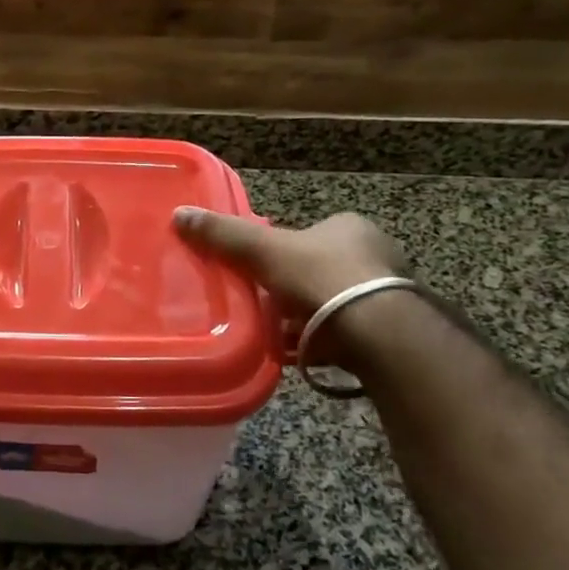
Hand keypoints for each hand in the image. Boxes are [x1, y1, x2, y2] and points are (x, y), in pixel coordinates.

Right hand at [174, 208, 406, 358]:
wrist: (378, 332)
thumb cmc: (322, 277)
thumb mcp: (264, 251)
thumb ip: (225, 235)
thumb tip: (180, 214)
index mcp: (349, 227)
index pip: (308, 234)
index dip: (282, 250)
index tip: (260, 270)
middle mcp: (374, 255)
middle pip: (319, 270)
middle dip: (292, 289)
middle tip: (263, 305)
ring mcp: (385, 296)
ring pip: (332, 304)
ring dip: (306, 319)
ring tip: (274, 334)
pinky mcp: (388, 332)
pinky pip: (344, 334)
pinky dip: (321, 343)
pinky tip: (298, 355)